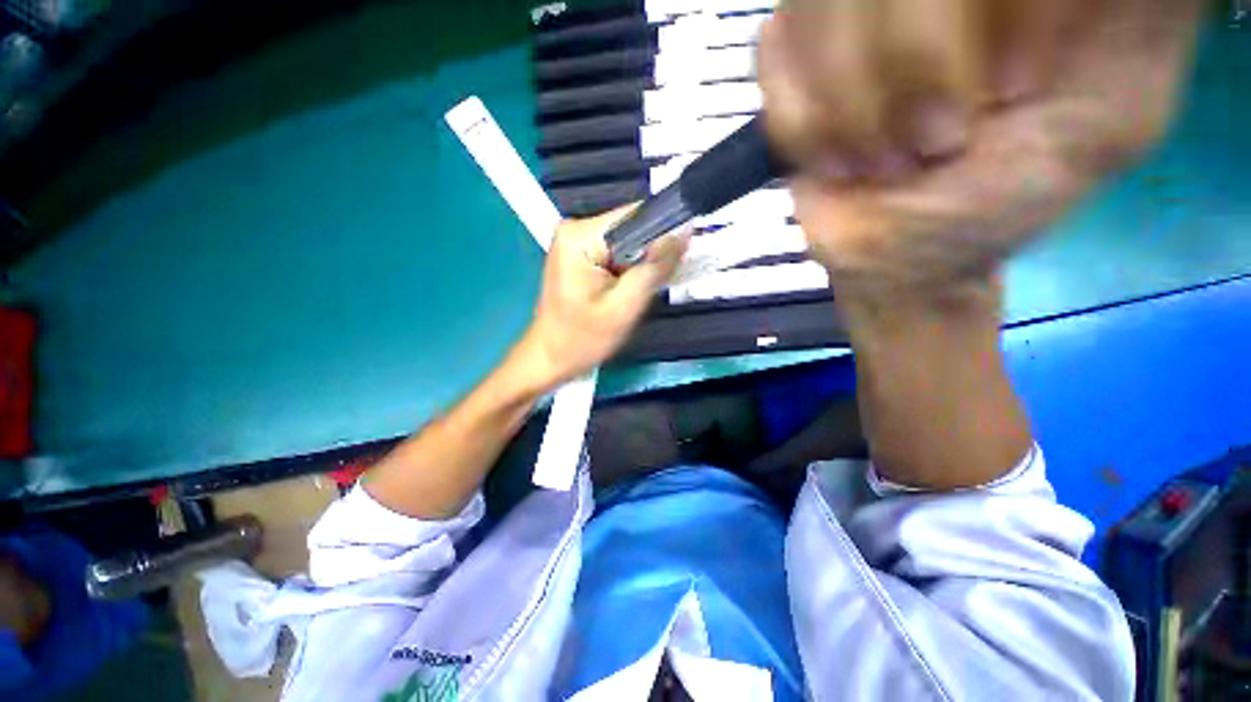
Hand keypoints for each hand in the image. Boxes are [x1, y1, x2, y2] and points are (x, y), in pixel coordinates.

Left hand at [514, 207, 687, 388]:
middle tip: (654, 287)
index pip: (637, 216)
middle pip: (633, 228)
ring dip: (640, 266)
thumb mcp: (625, 307)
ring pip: (628, 243)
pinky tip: (626, 291)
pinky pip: (617, 253)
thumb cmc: (582, 339)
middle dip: (651, 255)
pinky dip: (629, 270)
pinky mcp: (580, 254)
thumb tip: (685, 232)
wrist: (551, 357)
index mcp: (581, 235)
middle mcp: (575, 228)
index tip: (679, 259)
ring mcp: (576, 240)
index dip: (664, 234)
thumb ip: (655, 268)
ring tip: (637, 293)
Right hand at [758, 0, 1203, 293]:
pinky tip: (833, 154)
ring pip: (819, 7)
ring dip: (846, 108)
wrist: (894, 253)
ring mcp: (843, 11)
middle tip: (936, 141)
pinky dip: (800, 120)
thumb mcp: (1110, 117)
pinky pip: (773, 56)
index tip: (1014, 90)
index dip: (1001, 11)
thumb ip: (1152, 20)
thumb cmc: (1000, 199)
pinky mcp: (790, 57)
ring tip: (878, 161)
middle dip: (909, 67)